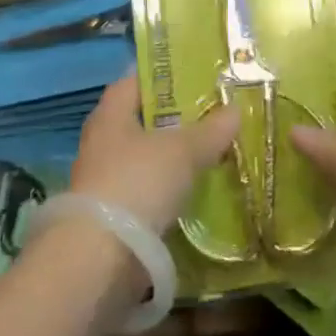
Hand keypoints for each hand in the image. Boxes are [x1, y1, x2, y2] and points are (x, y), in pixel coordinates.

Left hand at [70, 76, 241, 235]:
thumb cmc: (138, 183)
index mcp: (110, 117)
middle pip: (139, 122)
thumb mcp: (183, 151)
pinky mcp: (111, 219)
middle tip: (207, 114)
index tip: (188, 75)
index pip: (131, 83)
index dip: (159, 77)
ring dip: (169, 158)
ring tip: (207, 153)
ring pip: (143, 160)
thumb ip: (210, 131)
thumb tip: (235, 110)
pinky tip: (192, 192)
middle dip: (171, 120)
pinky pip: (145, 194)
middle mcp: (101, 145)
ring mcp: (103, 183)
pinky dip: (166, 192)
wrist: (100, 260)